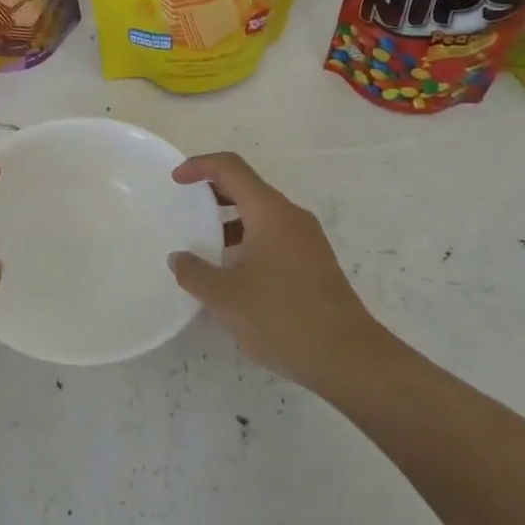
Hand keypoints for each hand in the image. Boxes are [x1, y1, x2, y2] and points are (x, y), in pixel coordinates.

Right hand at [167, 152, 387, 392]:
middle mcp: (291, 216)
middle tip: (184, 207)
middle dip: (212, 191)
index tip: (175, 180)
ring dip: (229, 219)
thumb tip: (179, 258)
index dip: (199, 165)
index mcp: (269, 212)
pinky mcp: (314, 262)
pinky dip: (247, 239)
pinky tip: (232, 271)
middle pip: (247, 187)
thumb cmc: (282, 318)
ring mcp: (307, 239)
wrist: (349, 358)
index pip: (231, 168)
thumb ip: (194, 273)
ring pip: (261, 214)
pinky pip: (273, 235)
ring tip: (202, 243)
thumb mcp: (225, 298)